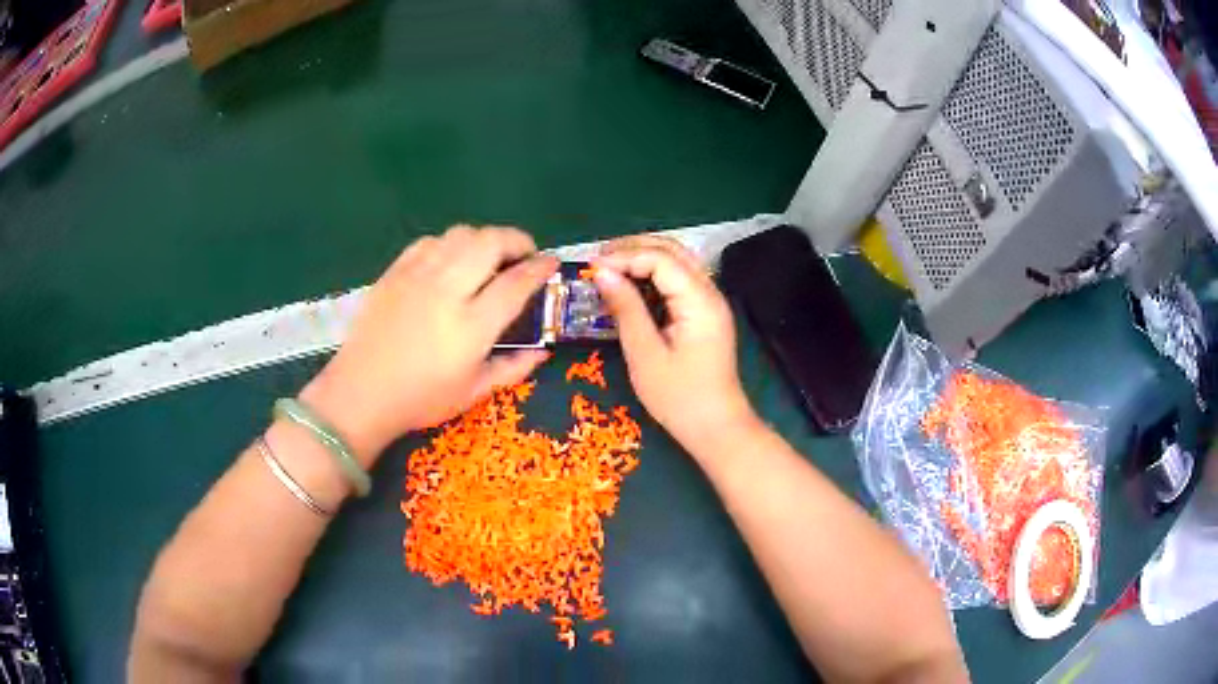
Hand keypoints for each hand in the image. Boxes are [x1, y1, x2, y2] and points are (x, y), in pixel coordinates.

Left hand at [300, 226, 557, 463]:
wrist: (360, 393)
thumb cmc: (420, 400)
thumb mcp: (473, 393)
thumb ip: (513, 368)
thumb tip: (543, 350)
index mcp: (470, 327)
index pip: (516, 283)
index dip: (540, 268)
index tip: (551, 263)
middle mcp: (446, 292)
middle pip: (490, 242)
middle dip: (516, 240)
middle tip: (523, 254)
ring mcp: (417, 277)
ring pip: (460, 234)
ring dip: (483, 239)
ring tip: (488, 257)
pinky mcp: (394, 272)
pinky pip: (429, 242)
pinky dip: (449, 244)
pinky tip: (450, 261)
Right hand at [592, 236, 758, 453]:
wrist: (716, 427)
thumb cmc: (679, 398)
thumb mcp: (645, 355)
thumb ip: (626, 309)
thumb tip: (602, 273)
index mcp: (699, 301)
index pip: (661, 258)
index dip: (624, 256)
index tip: (592, 268)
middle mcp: (710, 292)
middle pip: (673, 250)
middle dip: (633, 248)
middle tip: (597, 260)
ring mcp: (710, 302)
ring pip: (677, 261)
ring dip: (643, 257)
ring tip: (609, 267)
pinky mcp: (705, 313)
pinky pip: (679, 279)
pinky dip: (653, 273)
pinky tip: (631, 283)